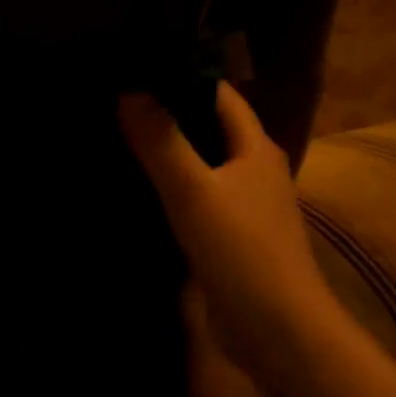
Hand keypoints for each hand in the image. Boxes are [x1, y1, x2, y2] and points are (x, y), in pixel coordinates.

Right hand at [120, 82, 331, 376]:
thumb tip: (130, 91)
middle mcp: (255, 173)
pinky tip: (141, 199)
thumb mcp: (195, 191)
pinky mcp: (231, 243)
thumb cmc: (241, 250)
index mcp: (255, 149)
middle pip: (212, 132)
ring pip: (204, 171)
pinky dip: (172, 196)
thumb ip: (163, 143)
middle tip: (120, 106)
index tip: (139, 69)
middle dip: (172, 117)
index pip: (221, 97)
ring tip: (122, 145)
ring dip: (171, 158)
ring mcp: (245, 210)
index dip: (185, 78)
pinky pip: (198, 206)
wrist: (275, 327)